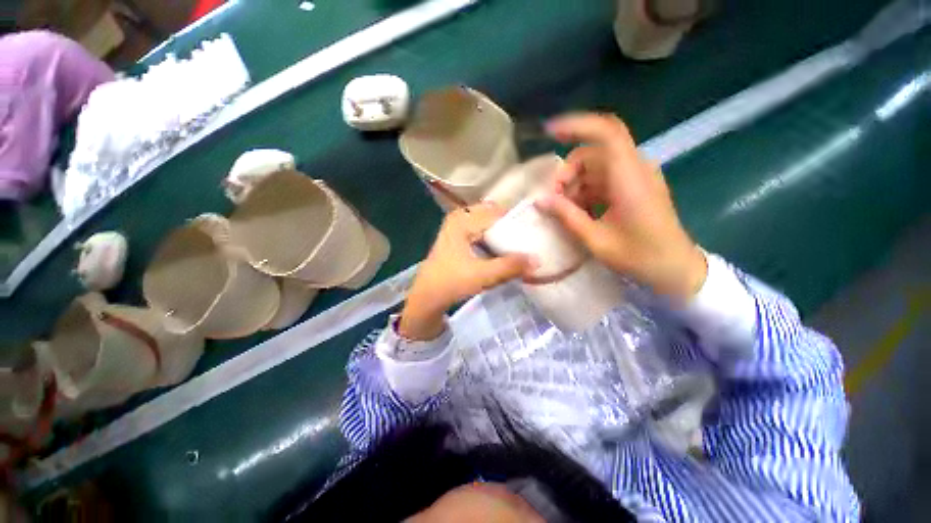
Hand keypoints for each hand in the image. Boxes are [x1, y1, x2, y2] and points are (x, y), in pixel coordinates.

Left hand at [400, 203, 533, 339]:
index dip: (517, 221)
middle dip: (511, 226)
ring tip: (522, 243)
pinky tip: (505, 249)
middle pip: (493, 216)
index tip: (536, 231)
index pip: (497, 213)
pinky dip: (494, 239)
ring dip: (503, 233)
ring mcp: (457, 228)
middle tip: (531, 237)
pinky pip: (482, 232)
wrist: (427, 297)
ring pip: (488, 224)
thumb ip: (510, 266)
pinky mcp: (458, 239)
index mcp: (463, 219)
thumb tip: (538, 260)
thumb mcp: (482, 275)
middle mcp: (460, 218)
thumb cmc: (451, 282)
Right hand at [536, 113, 706, 302]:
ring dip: (574, 184)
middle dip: (567, 172)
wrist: (675, 269)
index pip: (606, 133)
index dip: (577, 125)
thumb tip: (539, 200)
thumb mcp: (596, 239)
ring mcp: (635, 177)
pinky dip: (586, 191)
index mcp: (629, 177)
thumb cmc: (639, 257)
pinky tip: (578, 211)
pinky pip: (603, 179)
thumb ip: (566, 216)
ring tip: (564, 210)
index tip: (549, 132)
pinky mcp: (634, 187)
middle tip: (553, 199)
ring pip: (595, 167)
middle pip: (593, 153)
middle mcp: (634, 169)